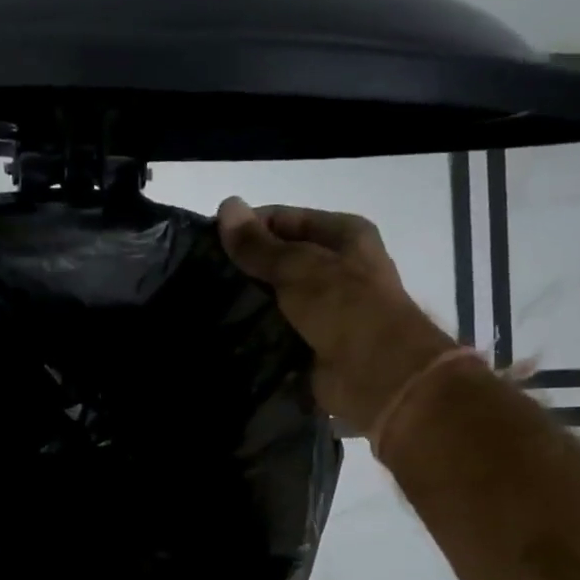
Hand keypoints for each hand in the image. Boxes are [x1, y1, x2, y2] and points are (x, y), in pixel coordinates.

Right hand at [217, 197, 456, 434]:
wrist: (378, 374)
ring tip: (206, 307)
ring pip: (277, 299)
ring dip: (249, 305)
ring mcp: (328, 309)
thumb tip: (226, 205)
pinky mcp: (316, 344)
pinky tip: (225, 336)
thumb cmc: (344, 306)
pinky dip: (257, 335)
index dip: (247, 227)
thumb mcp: (298, 266)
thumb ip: (258, 244)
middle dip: (245, 269)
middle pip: (281, 260)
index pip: (284, 219)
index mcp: (344, 235)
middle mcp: (338, 268)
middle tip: (201, 278)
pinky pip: (279, 333)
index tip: (205, 243)